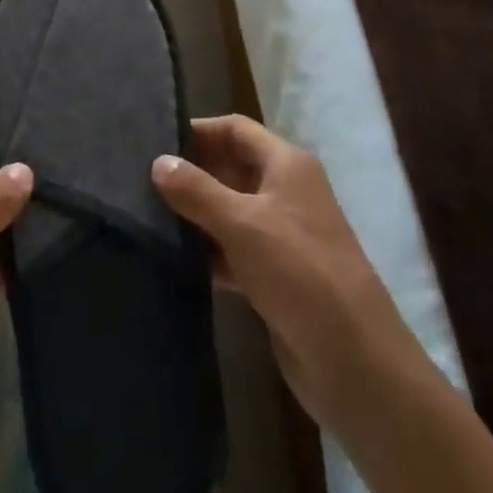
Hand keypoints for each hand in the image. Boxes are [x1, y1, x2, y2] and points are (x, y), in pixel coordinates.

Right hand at [152, 115, 414, 430]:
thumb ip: (197, 190)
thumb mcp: (243, 224)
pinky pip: (232, 251)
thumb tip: (158, 162)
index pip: (235, 129)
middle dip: (190, 172)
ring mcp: (281, 236)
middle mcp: (286, 193)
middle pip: (230, 168)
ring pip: (228, 211)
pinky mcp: (274, 276)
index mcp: (287, 166)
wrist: (354, 362)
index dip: (198, 130)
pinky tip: (171, 257)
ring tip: (144, 215)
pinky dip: (206, 251)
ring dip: (194, 214)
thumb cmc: (300, 273)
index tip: (153, 140)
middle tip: (139, 178)